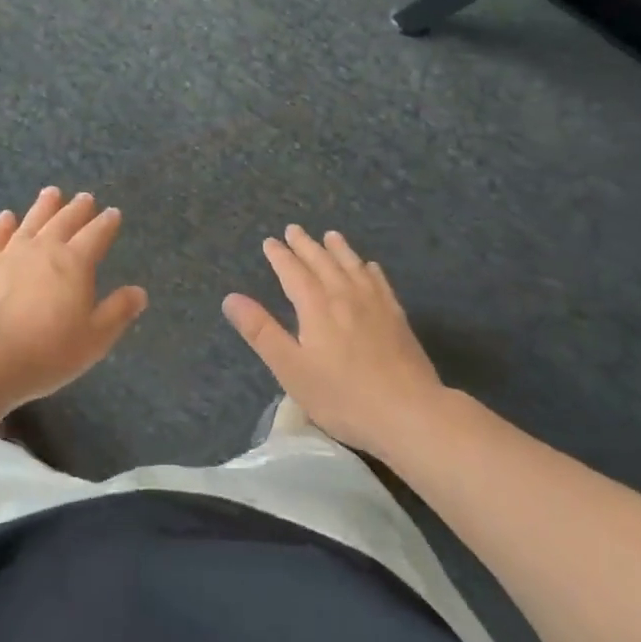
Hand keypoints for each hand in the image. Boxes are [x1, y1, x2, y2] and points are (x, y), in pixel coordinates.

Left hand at [0, 187, 147, 406]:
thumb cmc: (48, 350)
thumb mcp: (94, 338)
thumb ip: (117, 312)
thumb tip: (139, 292)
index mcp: (75, 263)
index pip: (96, 235)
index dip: (106, 223)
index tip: (113, 212)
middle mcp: (45, 249)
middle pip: (65, 222)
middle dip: (78, 209)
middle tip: (85, 197)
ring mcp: (12, 254)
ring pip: (32, 221)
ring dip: (44, 206)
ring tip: (52, 192)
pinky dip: (2, 225)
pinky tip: (6, 216)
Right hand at [222, 226, 448, 457]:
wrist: (409, 412)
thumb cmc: (343, 395)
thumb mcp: (291, 368)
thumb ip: (261, 332)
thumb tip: (231, 298)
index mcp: (315, 305)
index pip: (293, 271)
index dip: (280, 256)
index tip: (270, 242)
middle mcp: (344, 294)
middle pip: (322, 261)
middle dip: (305, 244)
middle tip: (294, 229)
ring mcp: (374, 304)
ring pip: (352, 265)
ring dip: (338, 249)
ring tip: (331, 236)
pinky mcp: (397, 317)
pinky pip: (380, 282)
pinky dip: (370, 269)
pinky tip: (370, 267)